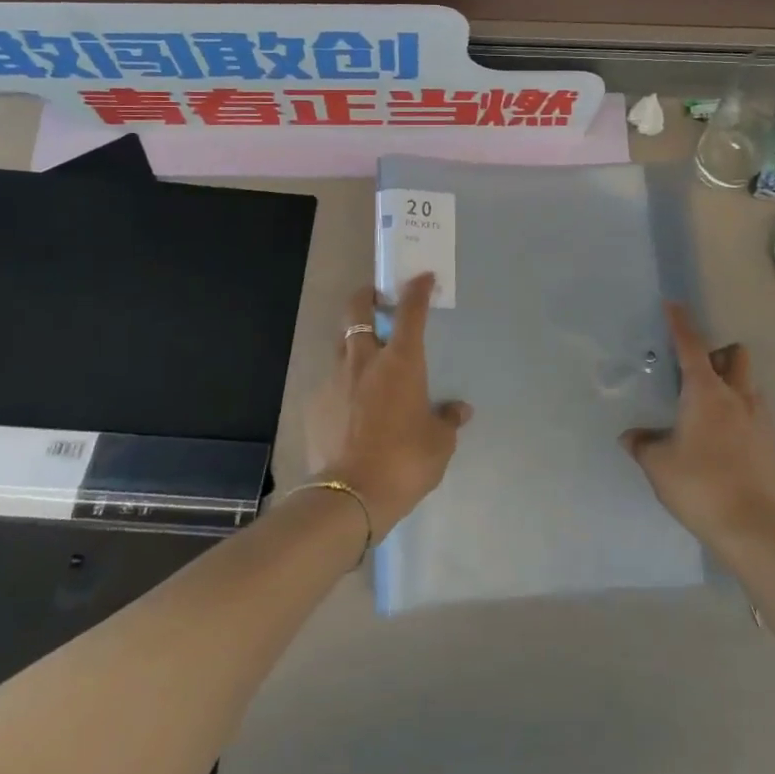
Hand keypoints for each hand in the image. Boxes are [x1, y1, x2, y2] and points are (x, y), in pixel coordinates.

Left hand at [304, 275, 470, 541]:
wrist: (349, 496)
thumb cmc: (404, 461)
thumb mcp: (439, 444)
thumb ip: (448, 421)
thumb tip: (460, 411)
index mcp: (400, 362)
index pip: (410, 311)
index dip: (417, 290)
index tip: (422, 277)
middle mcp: (364, 360)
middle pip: (358, 310)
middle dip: (367, 296)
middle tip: (377, 299)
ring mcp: (334, 380)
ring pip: (341, 345)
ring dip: (354, 343)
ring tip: (365, 362)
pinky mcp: (314, 404)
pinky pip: (330, 382)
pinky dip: (342, 385)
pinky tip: (350, 407)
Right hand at [622, 305, 774, 546]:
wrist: (751, 526)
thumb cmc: (698, 485)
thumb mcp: (658, 465)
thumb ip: (643, 444)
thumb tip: (631, 437)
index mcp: (705, 392)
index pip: (691, 346)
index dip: (680, 323)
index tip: (673, 305)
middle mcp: (736, 395)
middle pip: (734, 355)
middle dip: (717, 352)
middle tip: (695, 370)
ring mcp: (758, 418)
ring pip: (747, 382)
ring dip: (731, 381)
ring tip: (708, 406)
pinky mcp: (769, 441)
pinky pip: (754, 410)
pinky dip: (739, 410)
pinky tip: (723, 435)